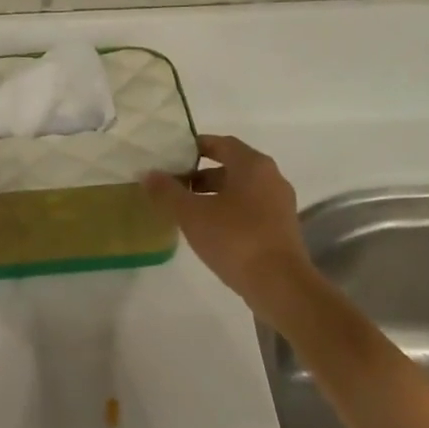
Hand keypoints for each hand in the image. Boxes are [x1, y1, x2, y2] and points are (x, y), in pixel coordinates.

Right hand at [143, 135, 314, 320]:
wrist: (279, 284)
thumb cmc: (235, 239)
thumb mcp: (192, 214)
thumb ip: (168, 192)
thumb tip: (148, 174)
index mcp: (253, 165)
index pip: (222, 143)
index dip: (195, 147)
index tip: (172, 157)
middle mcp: (271, 178)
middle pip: (231, 167)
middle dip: (201, 175)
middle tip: (173, 186)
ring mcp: (279, 204)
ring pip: (240, 190)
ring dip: (213, 195)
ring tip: (185, 210)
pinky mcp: (280, 228)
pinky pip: (249, 210)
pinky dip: (227, 212)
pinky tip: (208, 230)